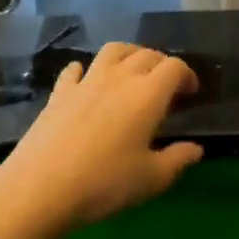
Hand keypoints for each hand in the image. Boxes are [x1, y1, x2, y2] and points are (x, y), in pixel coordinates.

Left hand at [0, 42, 204, 231]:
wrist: (42, 186)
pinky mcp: (59, 92)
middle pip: (146, 54)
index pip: (174, 68)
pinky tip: (86, 81)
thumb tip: (196, 149)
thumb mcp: (151, 179)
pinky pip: (75, 69)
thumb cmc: (105, 183)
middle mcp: (118, 78)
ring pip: (112, 51)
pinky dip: (86, 69)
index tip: (191, 92)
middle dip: (162, 63)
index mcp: (147, 95)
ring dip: (129, 54)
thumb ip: (177, 160)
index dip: (187, 75)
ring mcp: (85, 82)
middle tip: (166, 84)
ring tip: (132, 71)